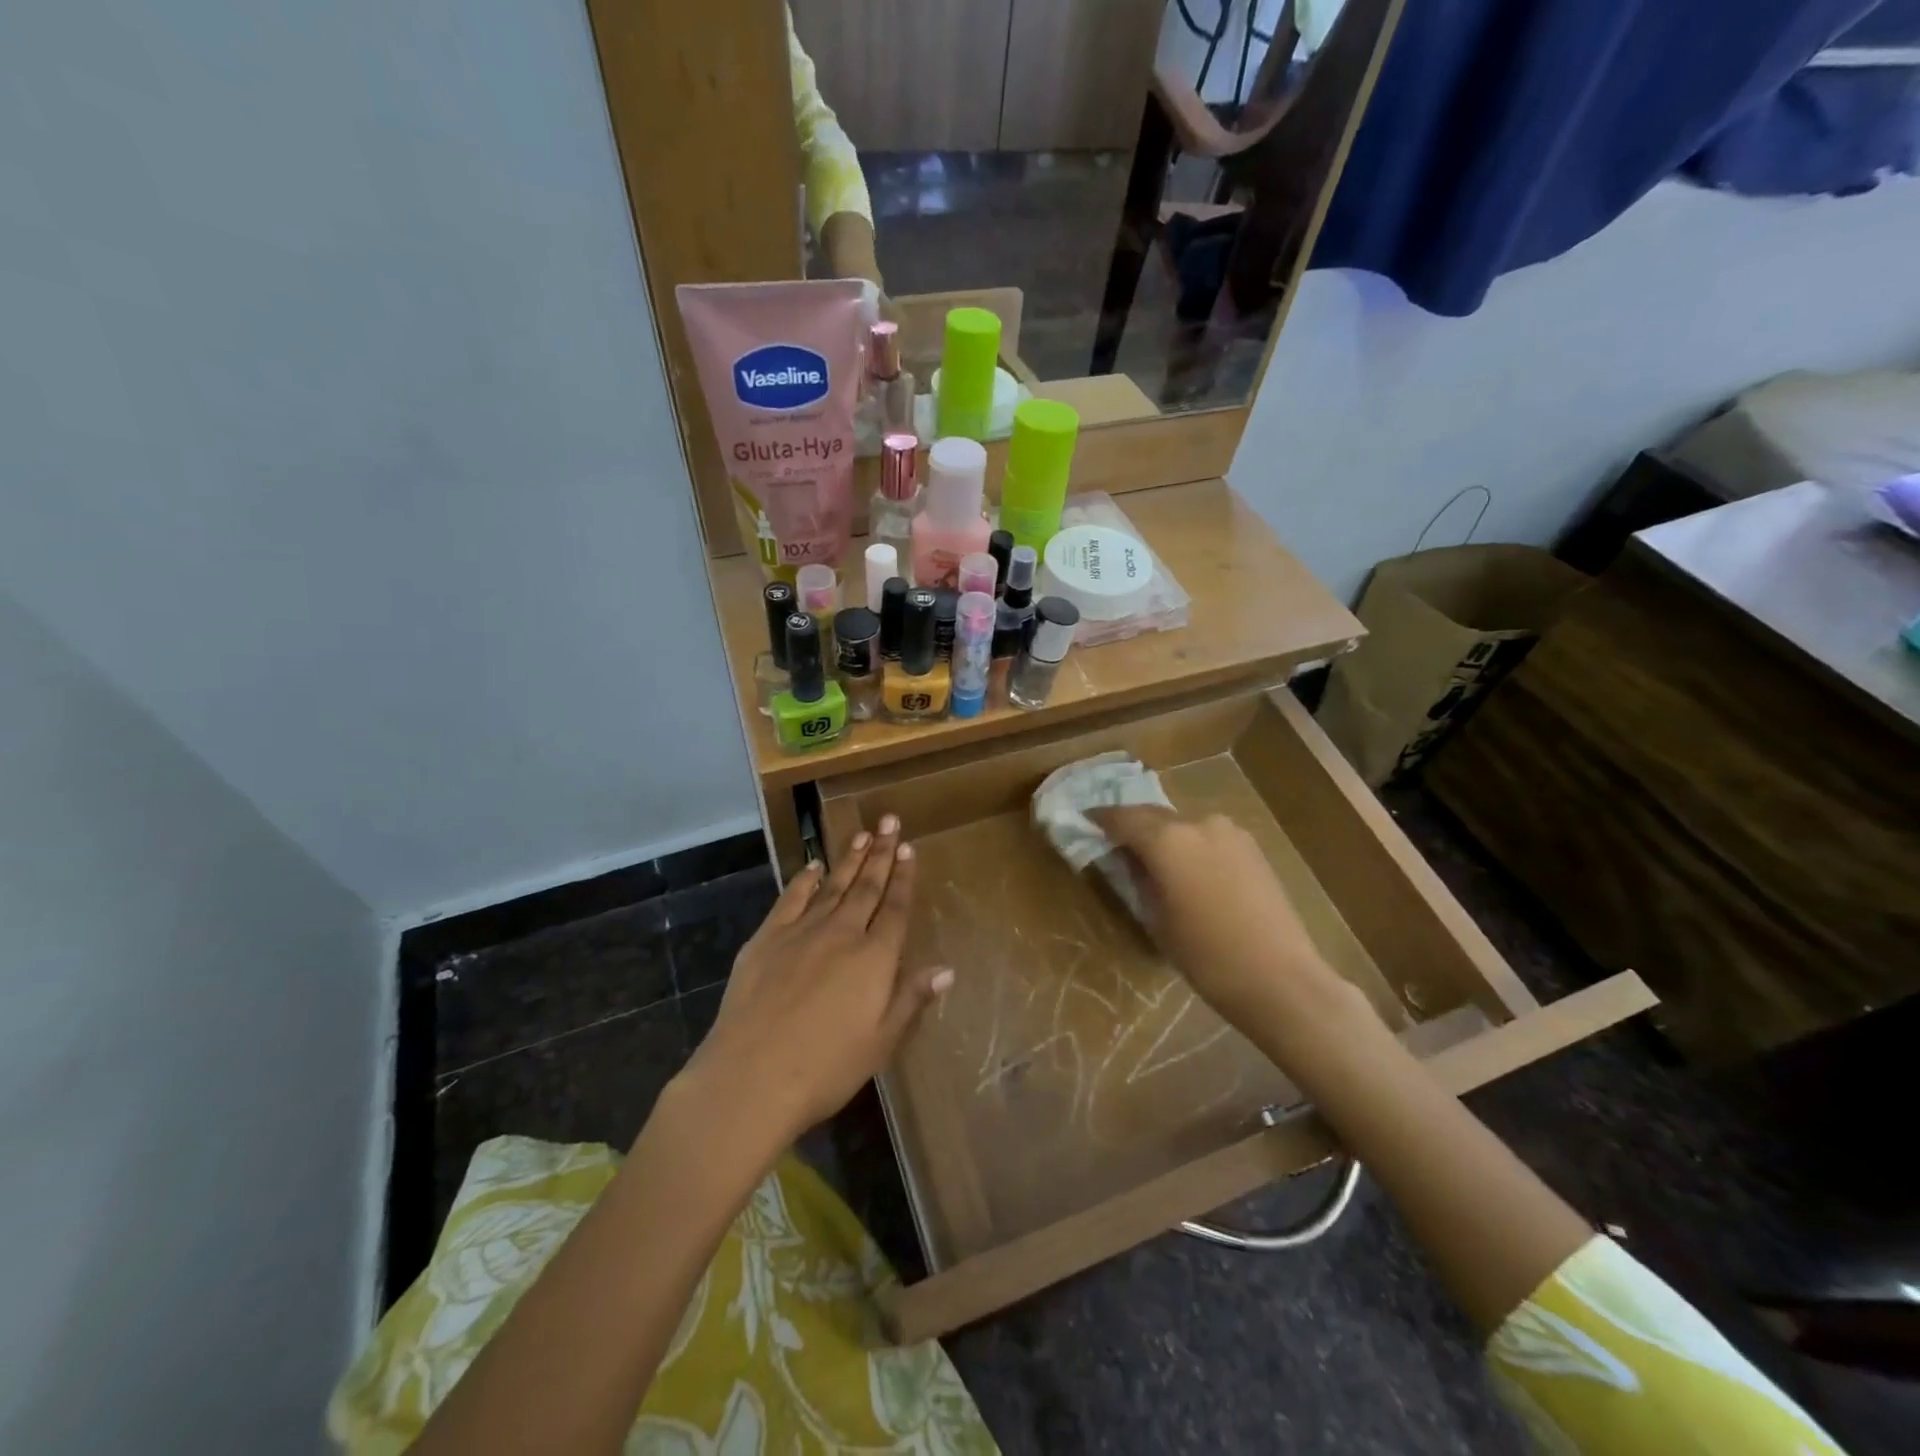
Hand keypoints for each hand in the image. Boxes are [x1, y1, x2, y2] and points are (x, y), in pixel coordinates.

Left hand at [683, 816, 949, 1148]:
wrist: (751, 1077)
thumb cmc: (826, 1068)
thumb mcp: (881, 1042)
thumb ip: (912, 999)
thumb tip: (946, 969)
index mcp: (874, 958)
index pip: (895, 908)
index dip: (904, 877)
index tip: (909, 849)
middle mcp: (842, 933)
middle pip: (867, 886)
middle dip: (881, 853)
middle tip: (890, 822)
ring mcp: (801, 932)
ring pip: (833, 885)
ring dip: (849, 859)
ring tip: (863, 834)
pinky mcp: (767, 938)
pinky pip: (791, 899)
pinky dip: (804, 880)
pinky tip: (813, 867)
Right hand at [1090, 808, 1362, 1029]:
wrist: (1280, 978)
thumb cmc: (1206, 956)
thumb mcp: (1157, 919)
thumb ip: (1139, 879)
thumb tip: (1129, 860)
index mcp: (1167, 839)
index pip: (1122, 818)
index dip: (1099, 819)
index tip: (1084, 821)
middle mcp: (1197, 823)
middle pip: (1153, 815)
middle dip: (1131, 824)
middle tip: (1113, 840)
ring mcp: (1229, 831)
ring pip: (1182, 824)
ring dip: (1163, 834)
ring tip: (1151, 857)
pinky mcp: (1251, 846)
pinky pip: (1207, 836)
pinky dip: (1189, 844)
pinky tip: (1186, 867)